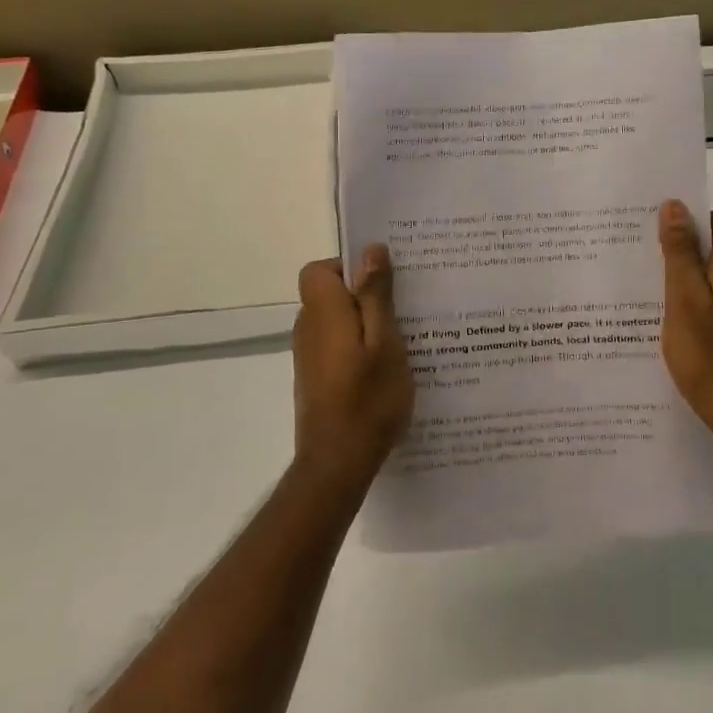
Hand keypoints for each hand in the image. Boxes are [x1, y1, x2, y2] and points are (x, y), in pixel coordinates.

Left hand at [292, 245, 414, 492]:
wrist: (338, 463)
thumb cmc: (368, 400)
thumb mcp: (385, 342)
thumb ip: (375, 295)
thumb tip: (370, 249)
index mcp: (323, 313)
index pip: (319, 270)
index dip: (349, 268)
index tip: (382, 284)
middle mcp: (308, 329)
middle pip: (329, 293)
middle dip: (364, 295)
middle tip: (404, 311)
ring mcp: (309, 356)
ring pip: (335, 321)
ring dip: (364, 323)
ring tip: (402, 340)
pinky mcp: (315, 378)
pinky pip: (336, 345)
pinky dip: (358, 347)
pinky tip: (386, 368)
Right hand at [659, 200, 712, 437]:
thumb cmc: (708, 353)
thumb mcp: (684, 298)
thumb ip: (680, 252)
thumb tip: (676, 206)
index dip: (691, 220)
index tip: (658, 234)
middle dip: (686, 247)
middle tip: (648, 260)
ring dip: (691, 274)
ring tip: (654, 289)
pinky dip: (701, 298)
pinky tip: (675, 317)